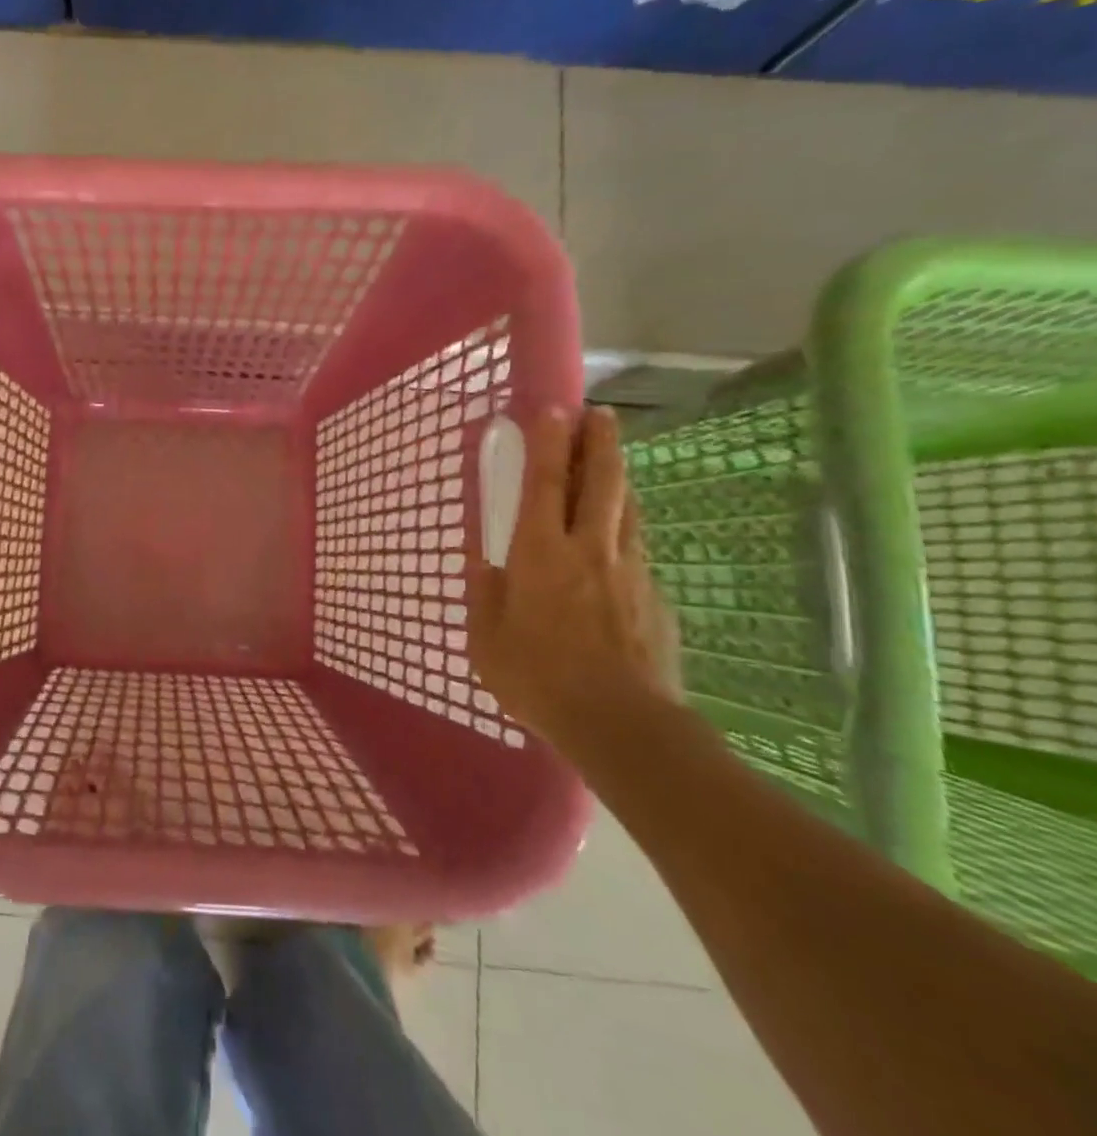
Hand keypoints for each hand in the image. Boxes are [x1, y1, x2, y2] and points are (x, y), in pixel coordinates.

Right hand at [471, 405, 679, 753]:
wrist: (624, 726)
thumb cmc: (540, 680)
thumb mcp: (487, 641)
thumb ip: (484, 594)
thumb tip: (480, 559)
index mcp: (541, 555)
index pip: (545, 484)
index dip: (549, 444)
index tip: (553, 410)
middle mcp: (589, 550)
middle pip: (601, 482)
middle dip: (599, 443)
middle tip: (599, 414)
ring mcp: (629, 571)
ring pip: (627, 509)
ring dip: (618, 477)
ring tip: (611, 460)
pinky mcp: (654, 597)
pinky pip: (636, 548)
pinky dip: (625, 527)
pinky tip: (617, 537)